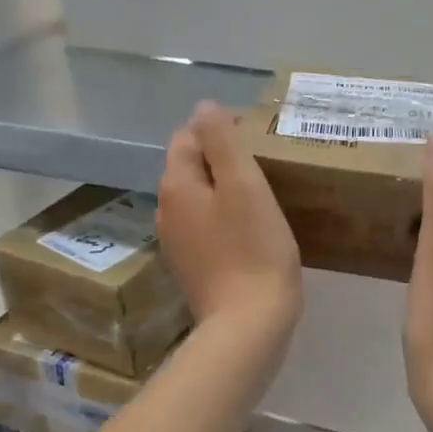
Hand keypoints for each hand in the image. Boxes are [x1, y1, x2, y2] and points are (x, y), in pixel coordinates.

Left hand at [158, 101, 302, 339]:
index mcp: (176, 185)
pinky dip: (227, 219)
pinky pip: (208, 228)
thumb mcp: (243, 184)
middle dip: (222, 159)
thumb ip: (221, 140)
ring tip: (264, 194)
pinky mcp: (195, 268)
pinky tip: (253, 230)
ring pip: (200, 199)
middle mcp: (167, 211)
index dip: (220, 129)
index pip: (188, 137)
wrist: (249, 325)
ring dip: (226, 190)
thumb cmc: (253, 249)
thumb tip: (203, 107)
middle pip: (191, 168)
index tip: (258, 137)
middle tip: (265, 163)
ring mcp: (178, 244)